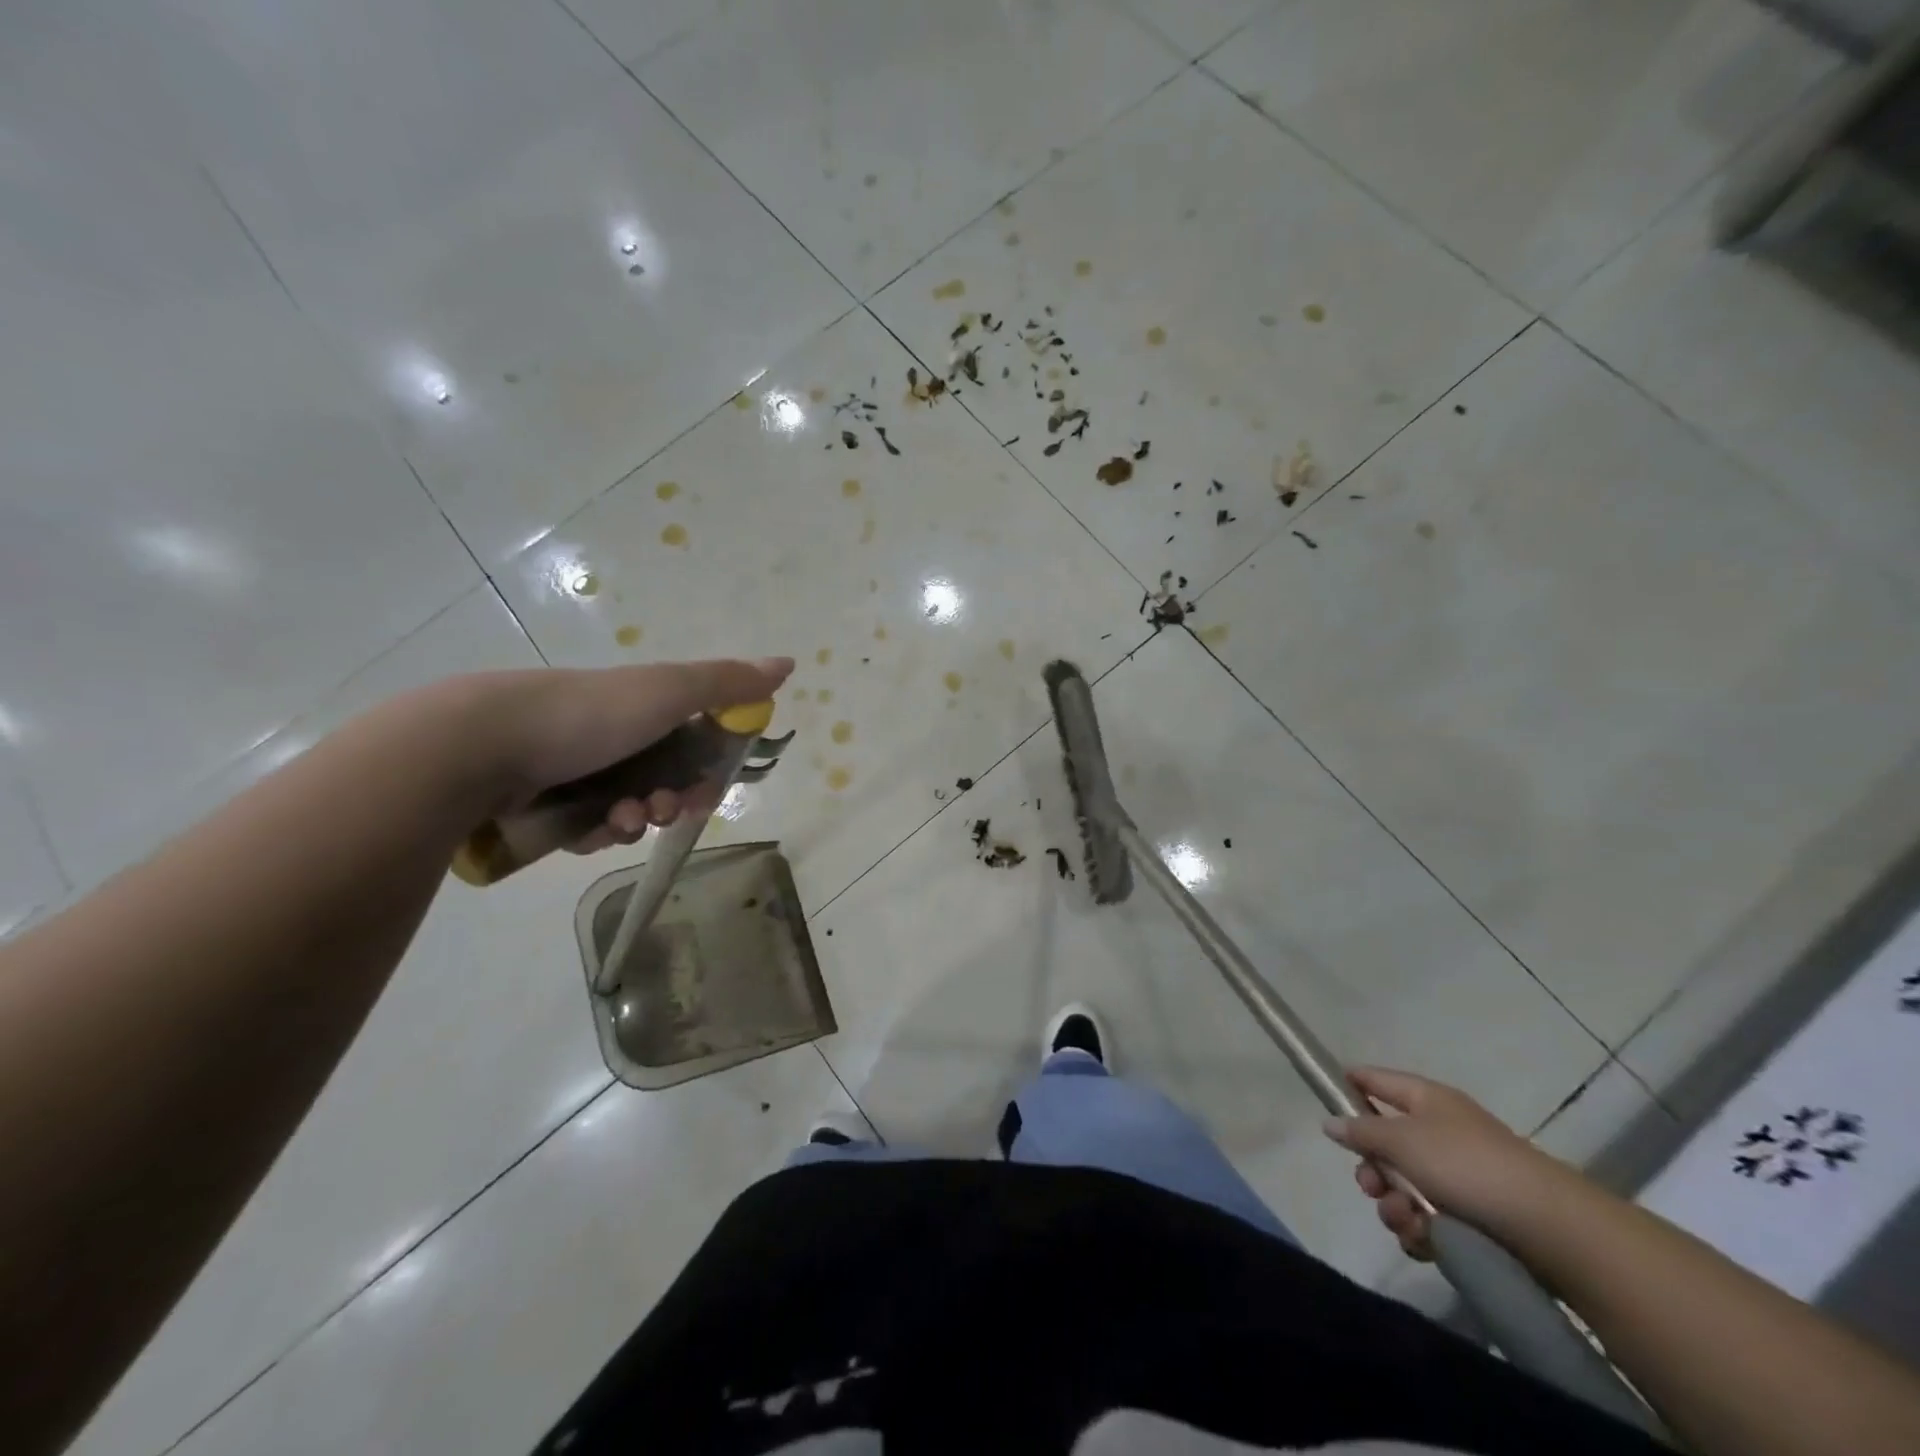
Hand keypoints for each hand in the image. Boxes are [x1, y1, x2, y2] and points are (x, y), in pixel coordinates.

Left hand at [468, 657, 793, 850]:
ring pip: (628, 809)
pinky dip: (594, 832)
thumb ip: (728, 682)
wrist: (483, 744)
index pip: (694, 742)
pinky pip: (588, 828)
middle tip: (662, 808)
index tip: (707, 790)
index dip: (708, 769)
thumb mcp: (668, 690)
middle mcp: (613, 735)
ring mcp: (575, 769)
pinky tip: (584, 829)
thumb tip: (788, 663)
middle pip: (664, 780)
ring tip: (615, 820)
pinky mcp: (543, 803)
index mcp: (642, 707)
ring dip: (634, 820)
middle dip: (671, 801)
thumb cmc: (590, 713)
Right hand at [1323, 1067, 1565, 1259]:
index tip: (1326, 1101)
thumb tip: (1329, 1122)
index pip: (1376, 1079)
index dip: (1349, 1085)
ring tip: (1405, 1221)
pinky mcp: (1474, 1218)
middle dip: (1372, 1169)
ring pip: (1403, 1187)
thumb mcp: (1401, 1141)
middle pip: (1385, 1143)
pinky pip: (1428, 1220)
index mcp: (1426, 1099)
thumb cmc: (1467, 1166)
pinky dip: (1420, 1231)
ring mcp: (1459, 1176)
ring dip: (1394, 1206)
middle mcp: (1440, 1131)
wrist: (1550, 1229)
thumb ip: (1360, 1131)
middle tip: (1370, 1186)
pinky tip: (1426, 1241)